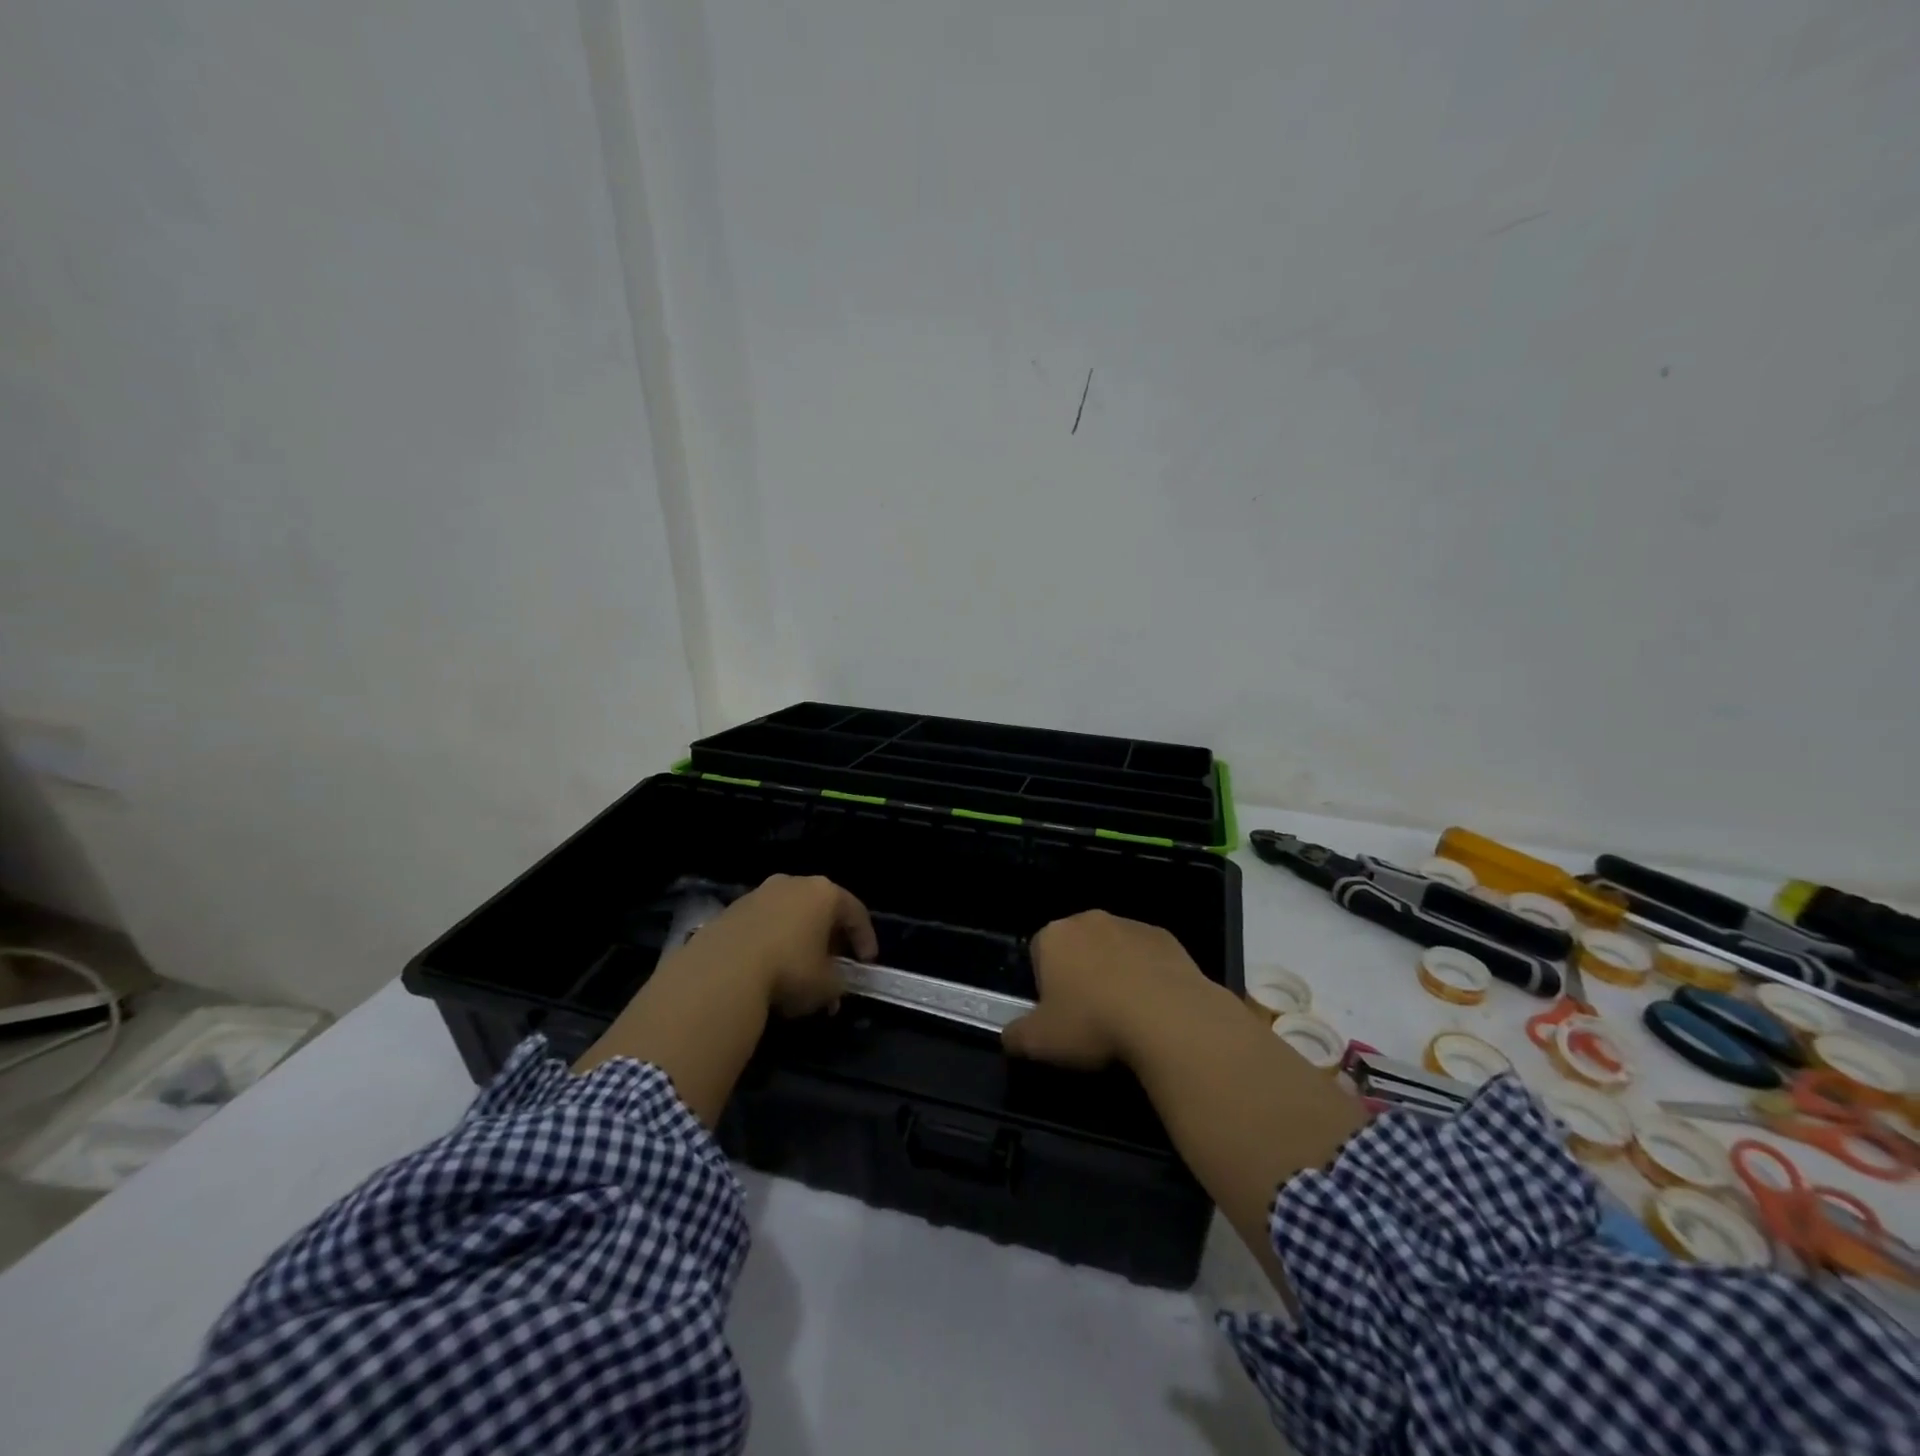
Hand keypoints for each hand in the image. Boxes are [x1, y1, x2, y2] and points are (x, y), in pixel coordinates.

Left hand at [688, 874, 877, 1017]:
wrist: (721, 972)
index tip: (867, 964)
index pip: (856, 912)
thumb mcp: (827, 985)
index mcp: (824, 893)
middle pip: (821, 909)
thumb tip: (834, 987)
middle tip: (834, 966)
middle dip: (830, 939)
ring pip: (790, 915)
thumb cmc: (788, 970)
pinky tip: (768, 968)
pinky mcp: (731, 909)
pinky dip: (772, 942)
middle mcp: (793, 883)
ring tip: (799, 971)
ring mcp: (759, 893)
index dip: (865, 939)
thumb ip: (839, 982)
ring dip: (799, 940)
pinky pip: (763, 924)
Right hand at [1002, 910, 1210, 1068]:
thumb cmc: (1092, 1023)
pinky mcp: (1165, 937)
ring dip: (1114, 973)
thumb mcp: (1040, 1042)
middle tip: (1089, 1016)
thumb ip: (1015, 1035)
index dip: (1045, 985)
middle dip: (1080, 974)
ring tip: (1125, 1015)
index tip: (1058, 1015)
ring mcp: (1130, 925)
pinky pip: (1146, 956)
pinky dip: (1147, 975)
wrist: (1167, 1017)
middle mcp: (1089, 920)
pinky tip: (1154, 1007)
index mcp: (1054, 936)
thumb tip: (1008, 1036)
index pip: (1038, 953)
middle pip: (1076, 946)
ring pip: (1113, 949)